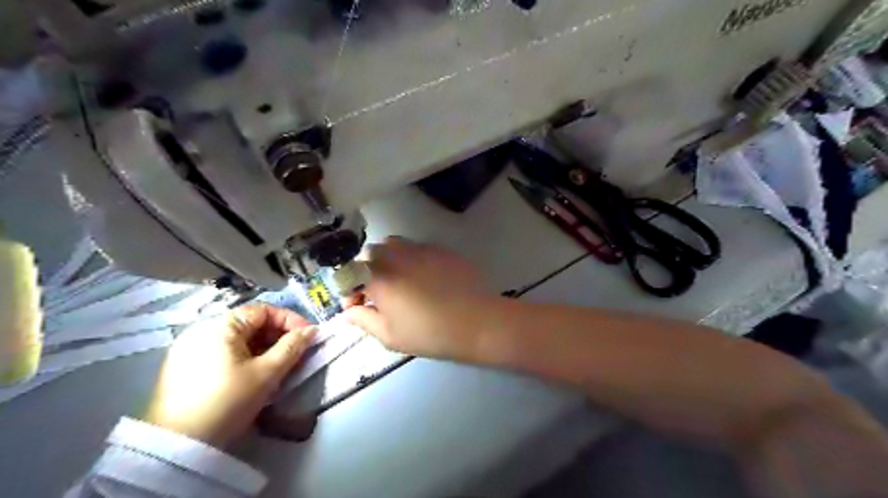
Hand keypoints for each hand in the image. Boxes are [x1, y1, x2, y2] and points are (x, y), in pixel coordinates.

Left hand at [142, 304, 315, 447]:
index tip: (308, 337)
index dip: (290, 320)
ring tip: (279, 366)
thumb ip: (292, 347)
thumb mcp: (267, 373)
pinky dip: (245, 357)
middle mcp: (201, 329)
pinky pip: (223, 352)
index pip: (263, 310)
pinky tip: (255, 375)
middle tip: (297, 354)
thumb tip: (312, 330)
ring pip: (238, 339)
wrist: (177, 448)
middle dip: (278, 336)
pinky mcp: (183, 367)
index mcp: (220, 325)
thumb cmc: (227, 402)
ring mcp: (189, 348)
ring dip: (263, 348)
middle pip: (250, 323)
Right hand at [341, 237, 493, 357]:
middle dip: (368, 272)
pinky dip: (411, 258)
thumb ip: (364, 320)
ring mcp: (420, 249)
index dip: (350, 290)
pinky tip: (424, 277)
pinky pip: (416, 247)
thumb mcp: (391, 336)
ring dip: (389, 260)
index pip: (350, 273)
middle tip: (379, 294)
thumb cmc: (430, 333)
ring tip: (399, 281)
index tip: (358, 306)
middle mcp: (396, 256)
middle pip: (370, 254)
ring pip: (393, 245)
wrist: (477, 321)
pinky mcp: (440, 249)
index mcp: (379, 277)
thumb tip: (348, 312)